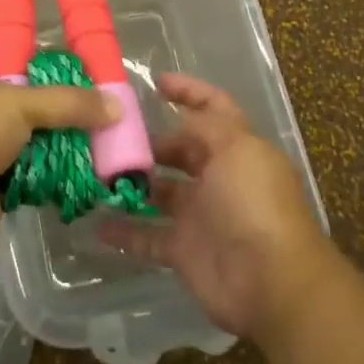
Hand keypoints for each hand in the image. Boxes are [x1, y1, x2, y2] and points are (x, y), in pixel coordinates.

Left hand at [0, 55, 117, 244]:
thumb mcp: (21, 101)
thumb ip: (69, 102)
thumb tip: (117, 107)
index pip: (9, 60)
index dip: (40, 61)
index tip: (78, 67)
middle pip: (29, 104)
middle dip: (61, 110)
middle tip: (102, 110)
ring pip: (34, 141)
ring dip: (62, 146)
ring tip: (104, 142)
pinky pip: (35, 175)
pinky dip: (56, 176)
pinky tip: (87, 173)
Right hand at [98, 73, 332, 342]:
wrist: (270, 281)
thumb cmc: (254, 203)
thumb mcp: (236, 148)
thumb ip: (206, 126)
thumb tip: (182, 118)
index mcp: (237, 148)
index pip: (214, 108)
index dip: (189, 91)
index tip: (155, 82)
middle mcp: (219, 178)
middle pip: (180, 151)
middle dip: (149, 142)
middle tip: (110, 135)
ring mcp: (200, 215)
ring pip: (159, 192)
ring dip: (131, 184)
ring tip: (94, 172)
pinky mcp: (184, 250)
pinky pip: (147, 236)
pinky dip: (124, 231)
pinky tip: (96, 223)